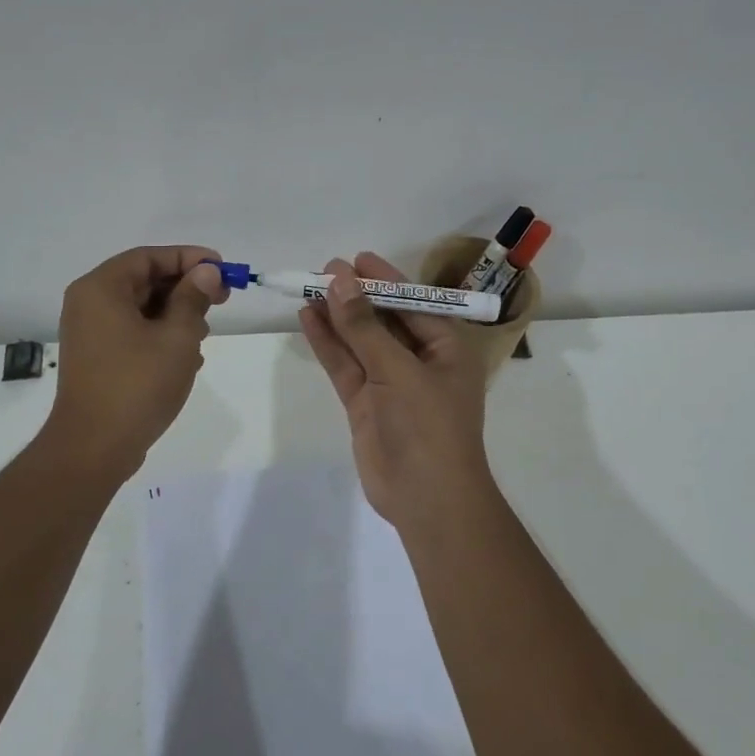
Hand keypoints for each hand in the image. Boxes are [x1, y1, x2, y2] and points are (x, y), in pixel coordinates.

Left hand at [41, 246, 227, 478]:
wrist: (95, 447)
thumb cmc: (138, 385)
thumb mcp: (177, 337)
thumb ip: (193, 298)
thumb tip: (207, 272)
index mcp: (101, 289)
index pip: (149, 257)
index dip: (189, 258)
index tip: (222, 269)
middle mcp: (89, 304)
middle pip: (144, 281)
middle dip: (185, 289)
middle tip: (223, 300)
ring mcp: (91, 333)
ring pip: (141, 309)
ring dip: (176, 316)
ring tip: (204, 336)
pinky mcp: (97, 359)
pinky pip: (133, 334)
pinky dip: (160, 337)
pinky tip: (187, 359)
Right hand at [298, 252, 492, 528]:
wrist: (425, 497)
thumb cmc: (427, 425)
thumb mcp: (398, 370)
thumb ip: (365, 327)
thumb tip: (340, 281)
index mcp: (446, 348)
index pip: (413, 303)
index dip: (384, 280)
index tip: (355, 258)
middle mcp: (419, 361)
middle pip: (383, 319)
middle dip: (356, 296)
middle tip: (324, 270)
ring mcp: (390, 384)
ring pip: (360, 342)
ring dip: (337, 317)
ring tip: (309, 288)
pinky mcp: (366, 404)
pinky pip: (345, 366)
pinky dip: (328, 344)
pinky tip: (308, 319)